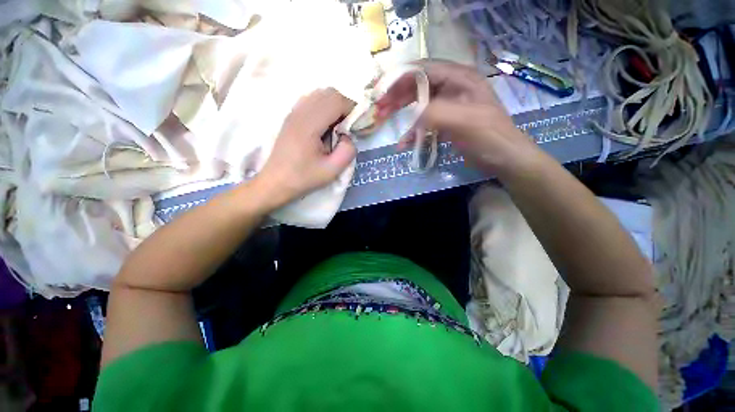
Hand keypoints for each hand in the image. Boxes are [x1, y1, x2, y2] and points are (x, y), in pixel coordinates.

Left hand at [255, 88, 356, 207]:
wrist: (275, 182)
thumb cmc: (303, 178)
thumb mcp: (332, 171)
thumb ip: (347, 151)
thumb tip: (348, 136)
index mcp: (309, 125)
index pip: (336, 101)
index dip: (352, 109)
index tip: (357, 126)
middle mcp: (300, 112)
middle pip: (329, 93)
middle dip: (344, 106)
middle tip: (348, 127)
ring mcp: (293, 113)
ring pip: (319, 94)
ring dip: (334, 106)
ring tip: (337, 127)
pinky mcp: (291, 117)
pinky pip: (311, 101)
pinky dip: (323, 107)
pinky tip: (324, 126)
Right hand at [375, 60, 541, 176]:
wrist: (504, 158)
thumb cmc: (489, 137)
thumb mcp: (464, 121)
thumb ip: (436, 113)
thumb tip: (412, 115)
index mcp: (459, 78)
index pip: (423, 70)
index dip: (400, 78)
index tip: (381, 92)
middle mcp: (452, 87)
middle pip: (417, 85)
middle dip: (396, 96)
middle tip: (379, 110)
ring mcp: (448, 105)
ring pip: (418, 104)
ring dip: (401, 113)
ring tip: (383, 121)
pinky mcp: (446, 122)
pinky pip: (424, 123)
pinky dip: (413, 132)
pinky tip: (404, 144)